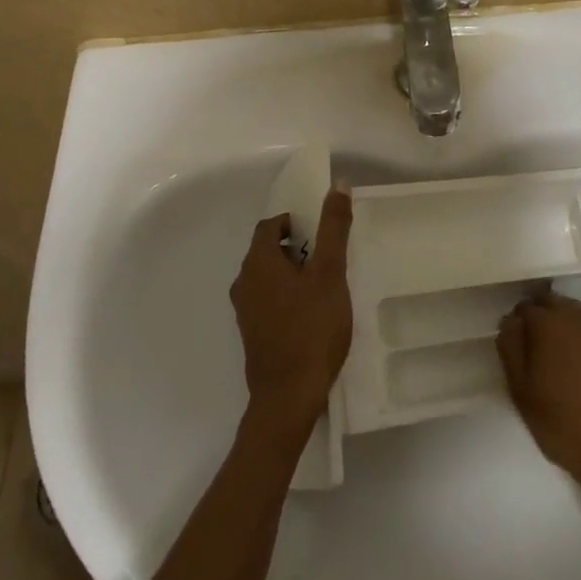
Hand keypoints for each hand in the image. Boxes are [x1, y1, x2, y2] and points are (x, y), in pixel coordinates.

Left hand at [230, 188, 353, 441]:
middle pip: (268, 251)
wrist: (289, 395)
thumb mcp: (330, 273)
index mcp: (258, 262)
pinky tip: (312, 314)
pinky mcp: (253, 334)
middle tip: (329, 259)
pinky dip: (287, 297)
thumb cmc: (312, 328)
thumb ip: (333, 228)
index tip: (322, 233)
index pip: (271, 226)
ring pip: (268, 278)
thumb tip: (337, 184)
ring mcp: (245, 311)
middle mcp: (244, 282)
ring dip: (293, 274)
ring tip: (325, 286)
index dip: (296, 223)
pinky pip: (269, 301)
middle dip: (297, 248)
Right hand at [498, 294, 580, 501]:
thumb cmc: (563, 425)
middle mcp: (580, 316)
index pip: (526, 307)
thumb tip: (511, 322)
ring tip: (568, 360)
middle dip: (544, 319)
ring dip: (570, 327)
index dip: (519, 324)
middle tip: (541, 351)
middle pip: (555, 304)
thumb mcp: (521, 392)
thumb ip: (511, 349)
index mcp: (549, 324)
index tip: (520, 346)